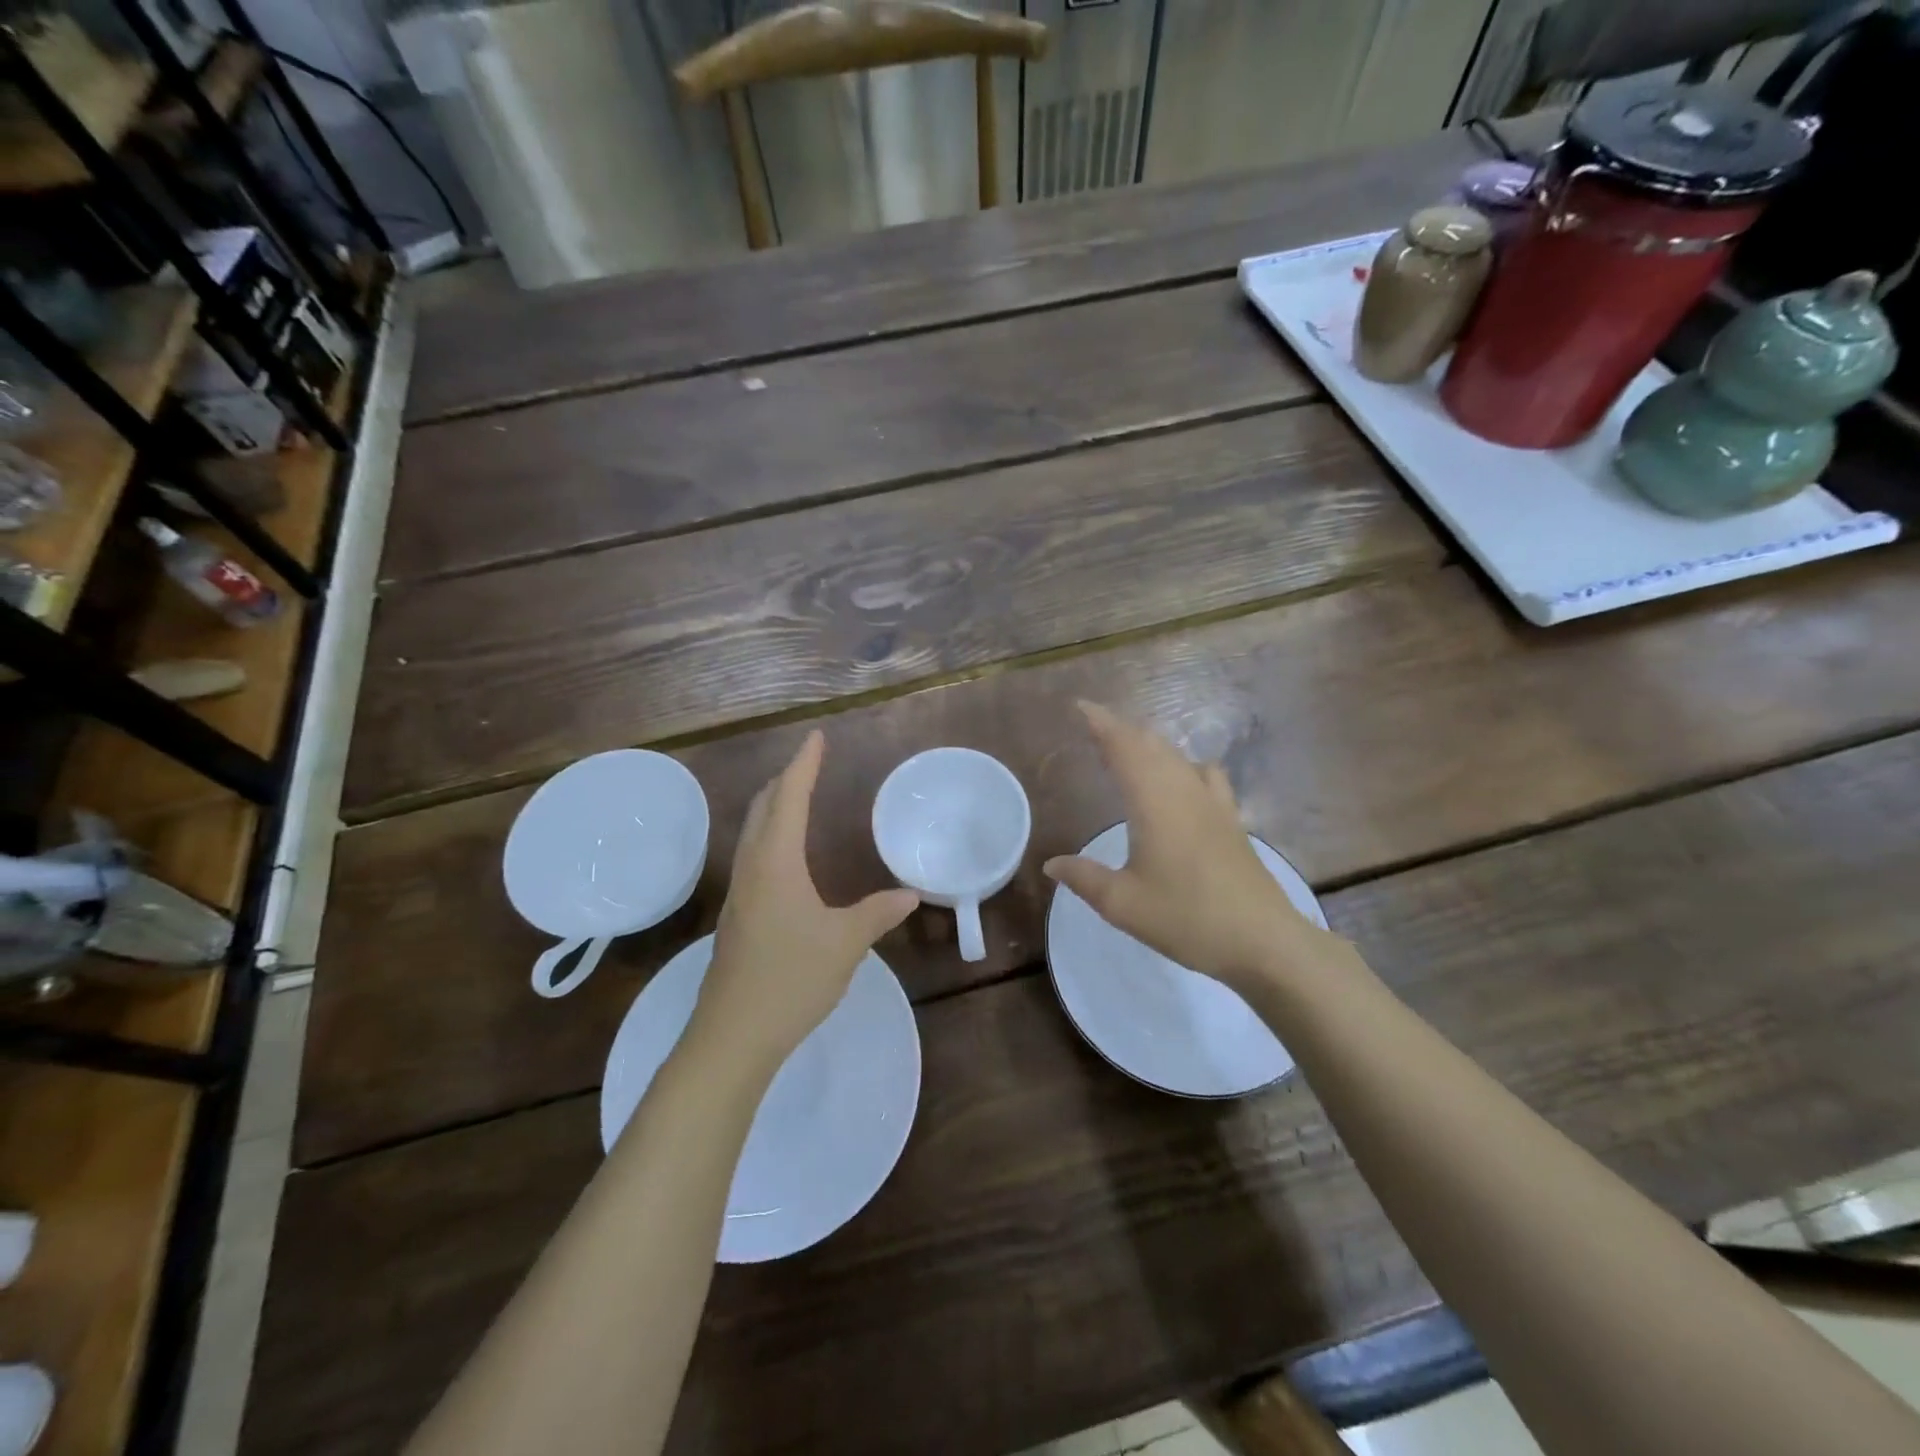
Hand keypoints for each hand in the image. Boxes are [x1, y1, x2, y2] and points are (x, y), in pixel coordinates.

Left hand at [690, 730, 918, 1073]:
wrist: (732, 1036)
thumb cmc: (791, 979)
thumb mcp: (845, 943)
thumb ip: (877, 913)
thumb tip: (909, 894)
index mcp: (776, 862)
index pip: (790, 798)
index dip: (804, 765)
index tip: (815, 737)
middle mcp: (752, 868)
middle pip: (763, 808)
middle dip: (785, 780)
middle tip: (809, 764)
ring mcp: (739, 894)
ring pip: (752, 833)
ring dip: (773, 807)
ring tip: (796, 799)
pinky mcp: (736, 917)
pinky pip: (753, 857)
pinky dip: (769, 836)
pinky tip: (785, 857)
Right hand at [1043, 702, 1336, 993]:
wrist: (1262, 941)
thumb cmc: (1187, 919)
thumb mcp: (1123, 904)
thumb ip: (1084, 878)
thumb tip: (1051, 863)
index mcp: (1153, 802)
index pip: (1124, 747)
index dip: (1101, 723)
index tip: (1080, 707)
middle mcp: (1184, 791)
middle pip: (1151, 745)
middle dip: (1121, 730)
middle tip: (1095, 728)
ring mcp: (1214, 803)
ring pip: (1178, 756)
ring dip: (1150, 745)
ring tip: (1129, 749)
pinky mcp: (1232, 820)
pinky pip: (1205, 774)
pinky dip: (1183, 764)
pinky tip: (1183, 779)